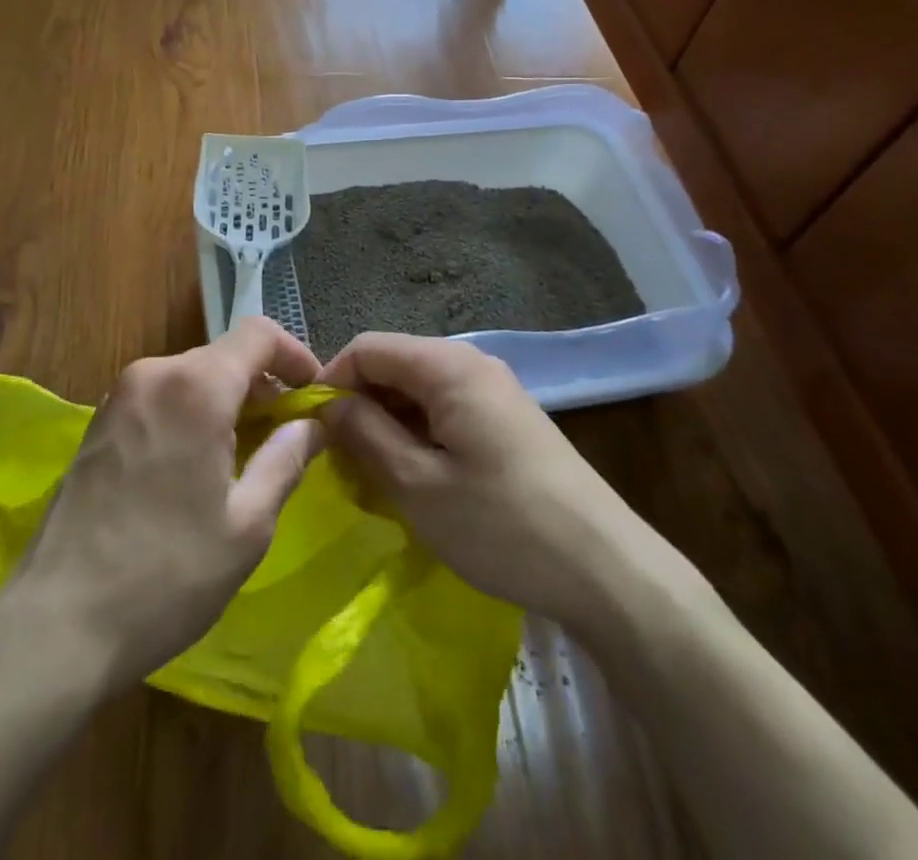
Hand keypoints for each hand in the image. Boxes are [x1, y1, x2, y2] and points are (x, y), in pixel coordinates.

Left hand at [2, 317, 325, 688]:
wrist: (55, 624)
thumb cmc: (167, 574)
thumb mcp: (247, 524)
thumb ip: (286, 459)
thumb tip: (312, 424)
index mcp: (196, 386)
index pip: (258, 333)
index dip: (295, 356)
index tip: (314, 395)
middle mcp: (154, 373)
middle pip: (224, 356)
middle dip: (262, 387)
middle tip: (287, 436)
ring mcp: (119, 396)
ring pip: (192, 377)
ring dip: (227, 402)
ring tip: (246, 457)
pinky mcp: (98, 423)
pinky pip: (161, 397)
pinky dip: (191, 413)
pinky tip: (197, 467)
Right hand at [322, 333, 683, 635]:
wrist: (606, 570)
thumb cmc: (503, 525)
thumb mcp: (418, 485)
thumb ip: (364, 434)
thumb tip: (326, 403)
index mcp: (448, 366)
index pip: (368, 347)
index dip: (331, 379)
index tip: (310, 428)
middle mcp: (471, 363)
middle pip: (394, 365)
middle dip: (359, 405)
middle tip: (339, 462)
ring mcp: (493, 390)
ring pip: (418, 390)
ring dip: (387, 424)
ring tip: (372, 478)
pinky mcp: (507, 419)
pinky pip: (445, 410)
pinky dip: (418, 435)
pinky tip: (414, 479)